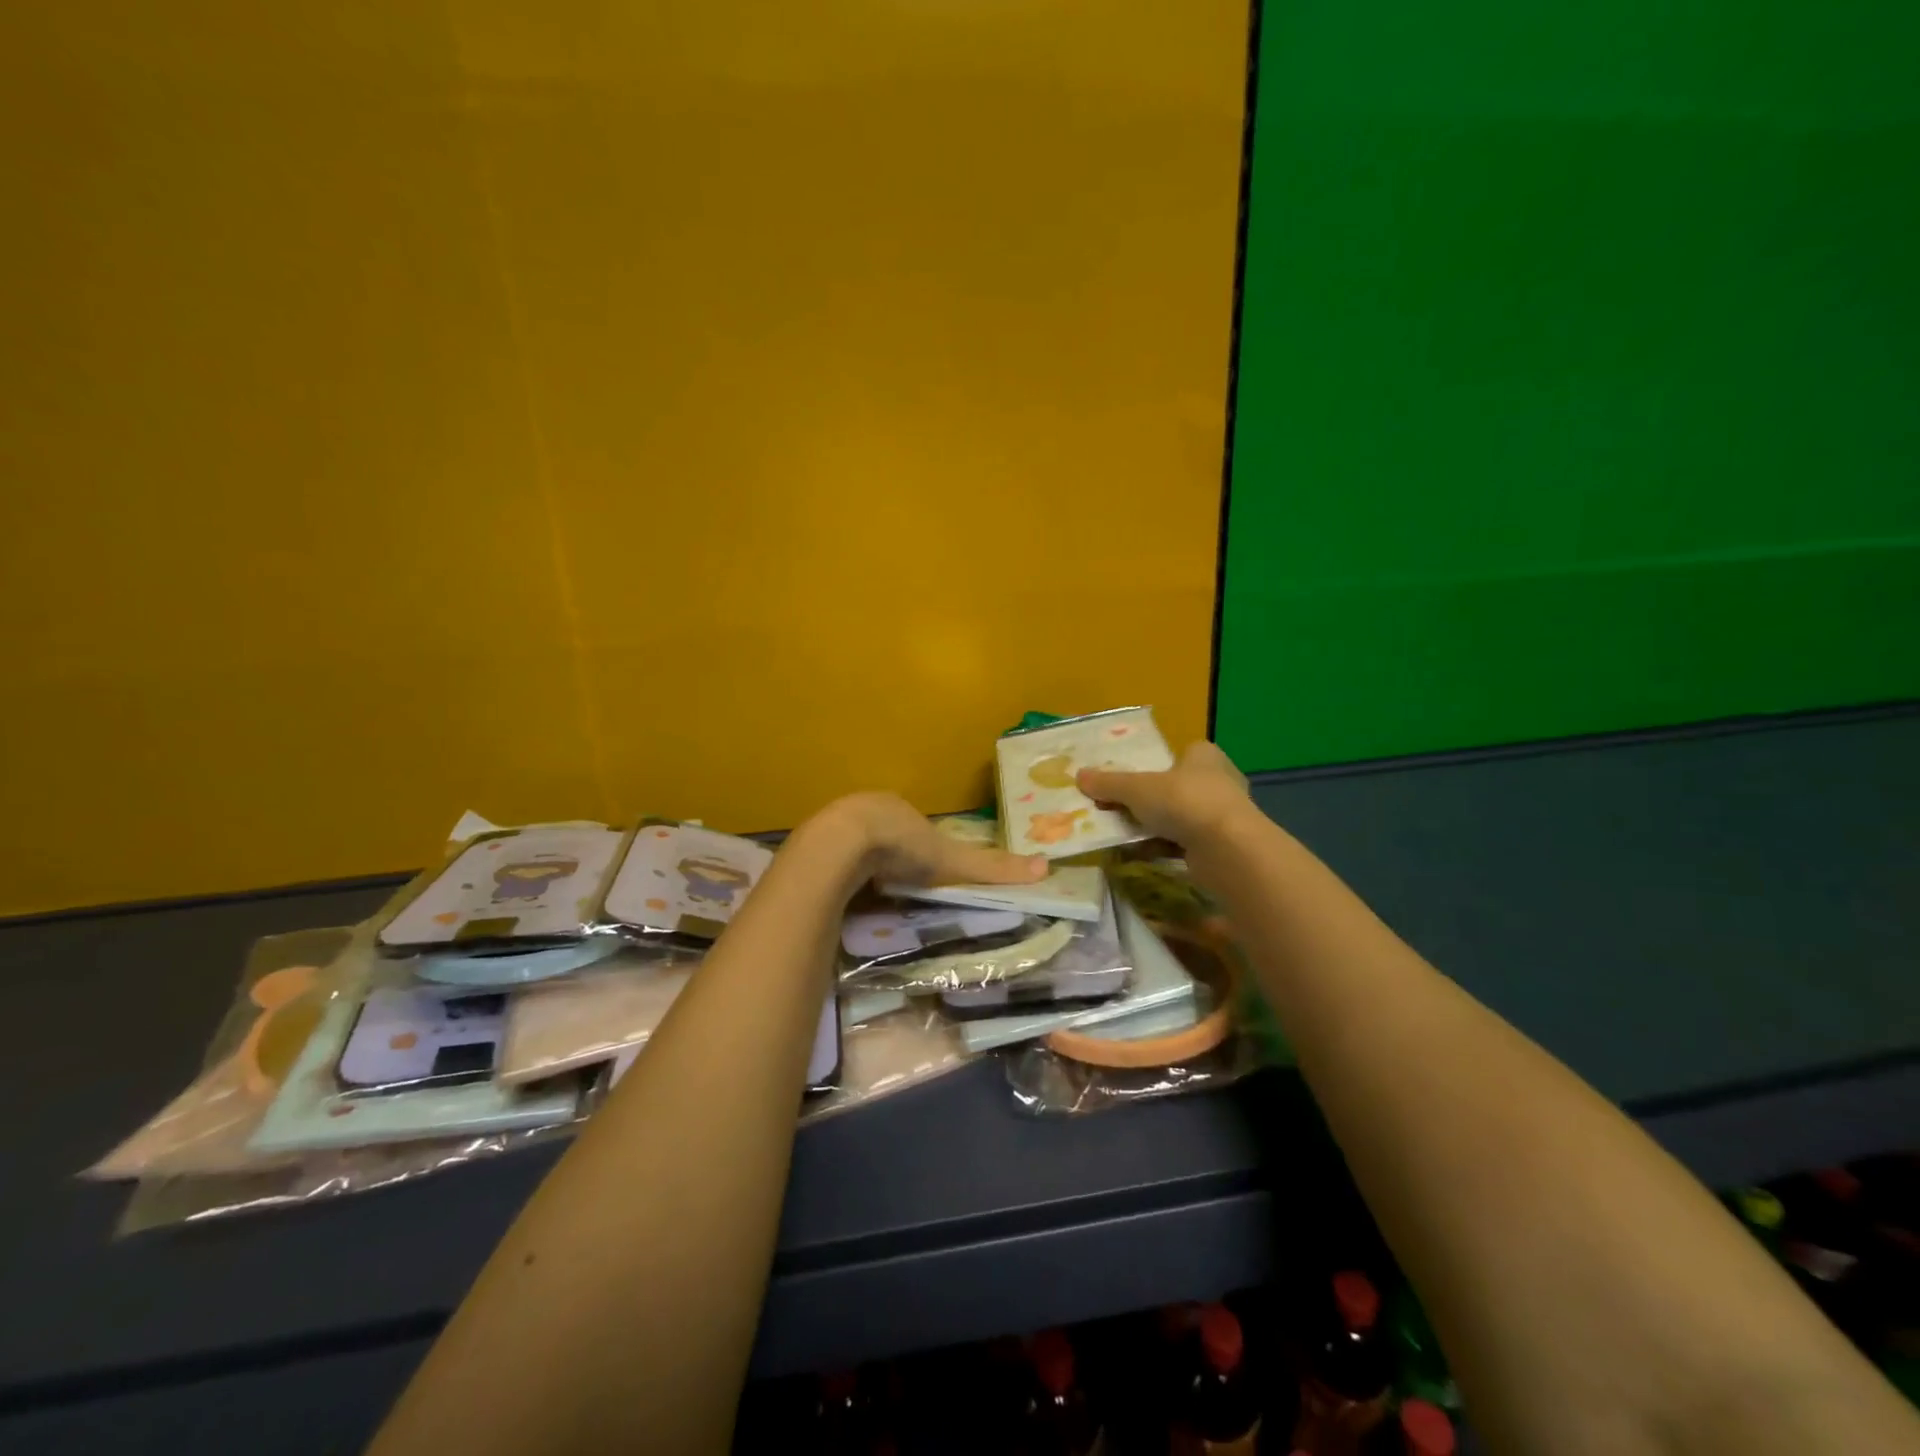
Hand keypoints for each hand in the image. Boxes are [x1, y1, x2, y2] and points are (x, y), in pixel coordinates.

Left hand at [808, 792, 1049, 888]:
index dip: (921, 846)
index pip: (915, 825)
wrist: (839, 846)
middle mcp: (866, 810)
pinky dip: (841, 875)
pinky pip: (832, 861)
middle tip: (898, 882)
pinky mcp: (813, 847)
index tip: (925, 870)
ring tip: (872, 892)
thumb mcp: (951, 860)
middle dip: (891, 855)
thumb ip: (991, 868)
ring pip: (855, 847)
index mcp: (898, 808)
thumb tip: (1045, 868)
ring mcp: (836, 826)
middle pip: (884, 834)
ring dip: (863, 865)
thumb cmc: (899, 845)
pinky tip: (845, 893)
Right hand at [1077, 740, 1250, 845]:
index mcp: (1203, 756)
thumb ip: (1109, 783)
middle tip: (1116, 808)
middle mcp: (1217, 781)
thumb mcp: (1137, 789)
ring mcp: (1221, 815)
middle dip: (1147, 800)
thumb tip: (1079, 775)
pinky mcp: (1220, 846)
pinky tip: (1137, 854)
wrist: (1227, 850)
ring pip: (1178, 817)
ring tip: (1120, 833)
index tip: (1127, 779)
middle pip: (1173, 787)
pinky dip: (1161, 847)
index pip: (1178, 753)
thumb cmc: (1184, 802)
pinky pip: (1183, 842)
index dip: (1153, 764)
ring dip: (1152, 826)